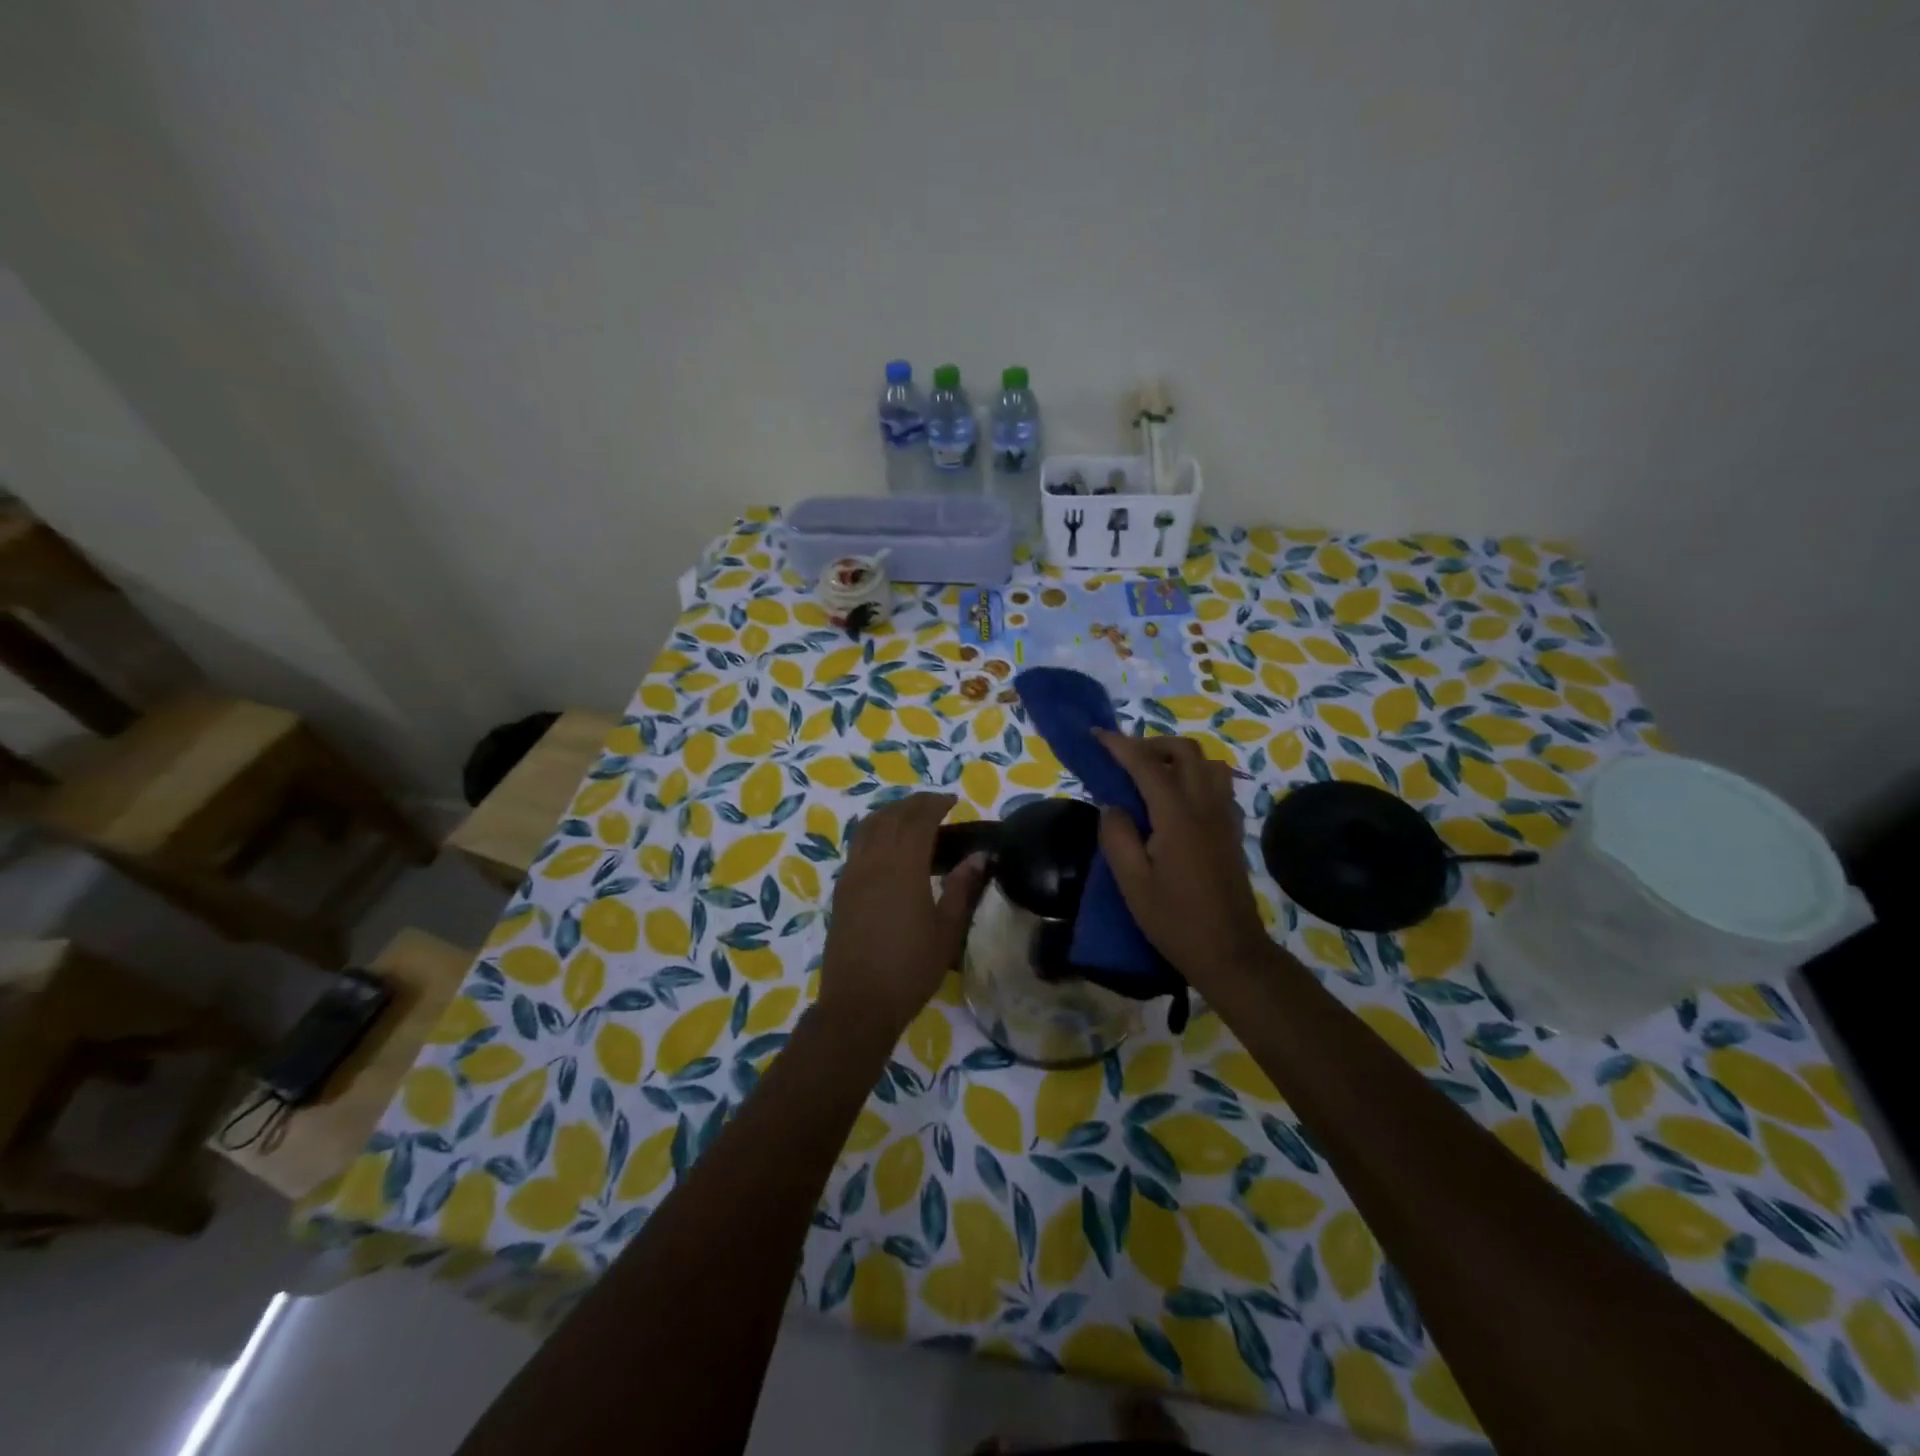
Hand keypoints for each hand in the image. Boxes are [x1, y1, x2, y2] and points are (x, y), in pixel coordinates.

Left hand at [818, 792, 987, 1041]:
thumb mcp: (946, 930)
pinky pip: (857, 845)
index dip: (935, 804)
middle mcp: (873, 861)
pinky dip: (874, 831)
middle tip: (935, 805)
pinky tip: (887, 846)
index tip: (952, 800)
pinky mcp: (841, 890)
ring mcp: (852, 874)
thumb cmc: (910, 968)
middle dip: (913, 804)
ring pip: (868, 827)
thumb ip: (962, 888)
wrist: (859, 1003)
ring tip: (911, 818)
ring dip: (890, 813)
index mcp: (902, 867)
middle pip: (891, 816)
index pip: (918, 820)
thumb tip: (979, 857)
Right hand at [1093, 729, 1272, 982]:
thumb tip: (1112, 806)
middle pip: (1186, 751)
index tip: (1097, 735)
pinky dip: (1196, 778)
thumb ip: (1117, 837)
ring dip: (1179, 758)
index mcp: (1177, 817)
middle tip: (1125, 759)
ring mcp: (1225, 818)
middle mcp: (1205, 807)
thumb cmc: (1175, 921)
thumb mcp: (1132, 884)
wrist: (1230, 952)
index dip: (1120, 746)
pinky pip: (1219, 786)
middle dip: (1153, 744)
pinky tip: (1177, 802)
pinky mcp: (1233, 831)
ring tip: (1152, 777)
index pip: (1146, 765)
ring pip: (1208, 764)